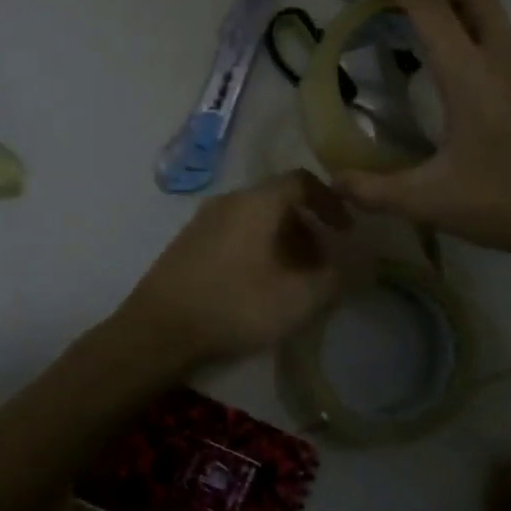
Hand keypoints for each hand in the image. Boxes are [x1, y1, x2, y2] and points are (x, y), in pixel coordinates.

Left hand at [114, 170, 350, 370]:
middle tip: (321, 263)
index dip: (330, 201)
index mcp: (257, 202)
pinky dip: (257, 250)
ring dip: (282, 242)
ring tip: (293, 279)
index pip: (302, 180)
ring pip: (255, 220)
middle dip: (307, 228)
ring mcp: (203, 221)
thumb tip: (351, 268)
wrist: (158, 330)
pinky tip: (257, 286)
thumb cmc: (234, 305)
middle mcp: (229, 200)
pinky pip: (234, 234)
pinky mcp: (187, 244)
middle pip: (278, 201)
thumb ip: (332, 280)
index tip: (345, 230)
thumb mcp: (297, 298)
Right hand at [333, 0, 510, 258]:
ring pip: (499, 25)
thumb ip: (375, 191)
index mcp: (470, 75)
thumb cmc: (508, 202)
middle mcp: (506, 60)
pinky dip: (490, 58)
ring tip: (437, 61)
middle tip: (408, 10)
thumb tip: (336, 182)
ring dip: (465, 24)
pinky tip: (482, 106)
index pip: (430, 8)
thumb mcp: (430, 202)